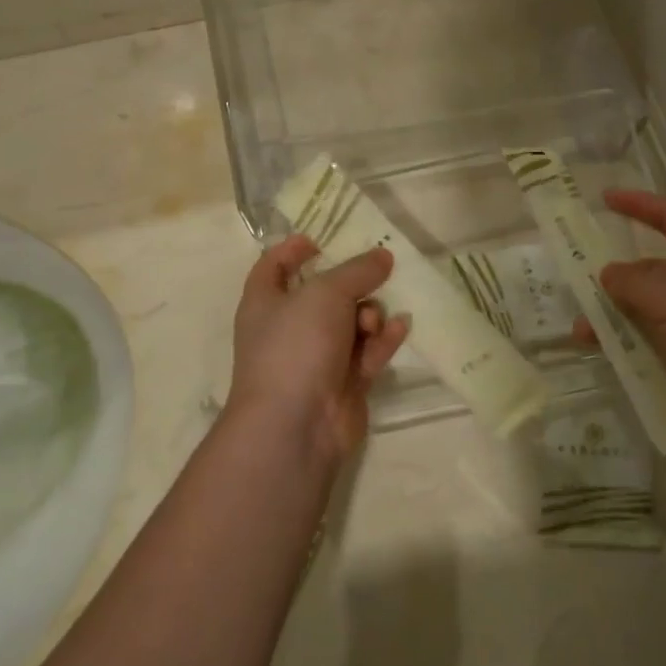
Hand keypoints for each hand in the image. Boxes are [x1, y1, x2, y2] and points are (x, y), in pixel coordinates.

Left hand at [226, 236, 409, 462]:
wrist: (296, 425)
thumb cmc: (296, 346)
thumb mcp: (326, 293)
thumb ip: (357, 270)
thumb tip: (383, 255)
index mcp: (266, 302)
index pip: (273, 267)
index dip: (292, 250)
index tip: (320, 240)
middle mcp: (289, 328)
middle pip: (324, 294)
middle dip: (351, 285)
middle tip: (376, 274)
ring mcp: (316, 358)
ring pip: (351, 323)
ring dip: (369, 315)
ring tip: (372, 322)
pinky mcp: (344, 383)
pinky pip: (368, 352)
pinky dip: (383, 340)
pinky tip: (399, 328)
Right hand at [581, 190, 665, 458]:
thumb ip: (634, 282)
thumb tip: (609, 273)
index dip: (640, 205)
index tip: (604, 198)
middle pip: (654, 272)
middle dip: (616, 277)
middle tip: (575, 284)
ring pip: (650, 315)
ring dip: (616, 320)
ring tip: (582, 334)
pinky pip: (656, 350)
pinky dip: (630, 351)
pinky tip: (607, 361)